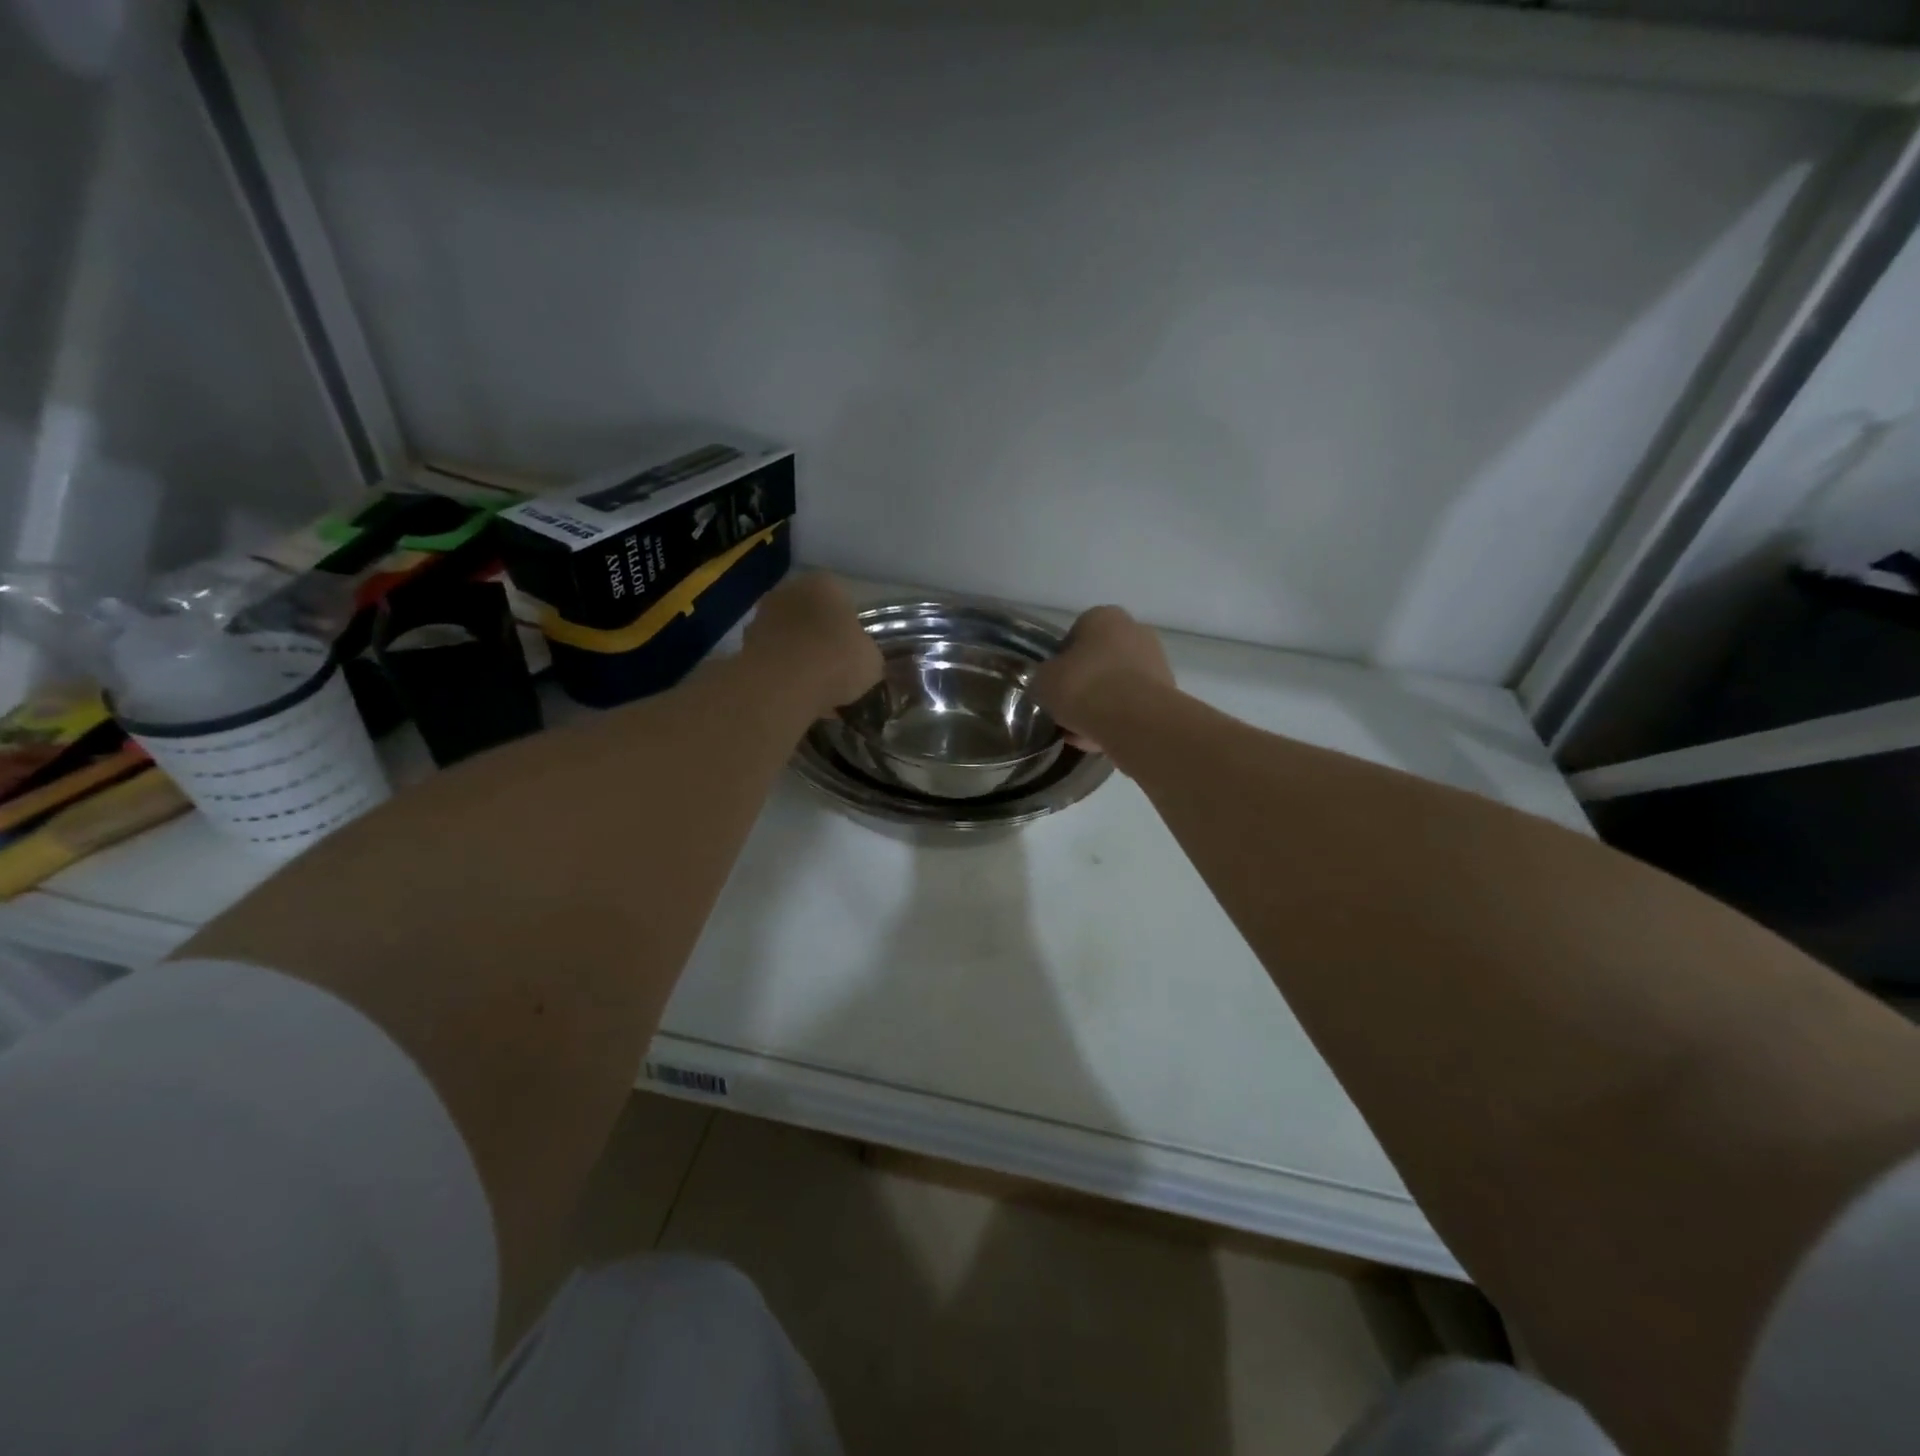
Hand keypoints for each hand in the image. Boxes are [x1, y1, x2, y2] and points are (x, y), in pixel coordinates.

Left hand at [743, 572, 882, 717]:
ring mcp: (762, 616)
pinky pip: (773, 659)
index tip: (854, 654)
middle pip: (812, 616)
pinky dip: (782, 674)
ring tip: (815, 689)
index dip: (850, 629)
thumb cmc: (837, 661)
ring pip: (790, 637)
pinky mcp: (743, 644)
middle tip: (835, 671)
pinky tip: (795, 697)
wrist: (782, 685)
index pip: (843, 601)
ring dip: (800, 657)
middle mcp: (790, 590)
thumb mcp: (872, 660)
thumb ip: (865, 653)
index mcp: (825, 584)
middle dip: (821, 640)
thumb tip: (859, 659)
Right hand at [1030, 606, 1173, 751]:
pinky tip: (1100, 741)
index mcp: (1104, 617)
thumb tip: (1051, 682)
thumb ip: (1045, 677)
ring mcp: (1156, 662)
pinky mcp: (1168, 694)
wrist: (1135, 721)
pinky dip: (1118, 720)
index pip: (1076, 633)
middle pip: (1101, 659)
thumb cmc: (1083, 687)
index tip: (1054, 684)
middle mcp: (1135, 631)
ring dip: (1101, 705)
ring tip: (1081, 732)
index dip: (1062, 661)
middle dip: (1085, 684)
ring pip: (1118, 685)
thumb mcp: (1043, 681)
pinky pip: (1133, 706)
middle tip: (1067, 708)